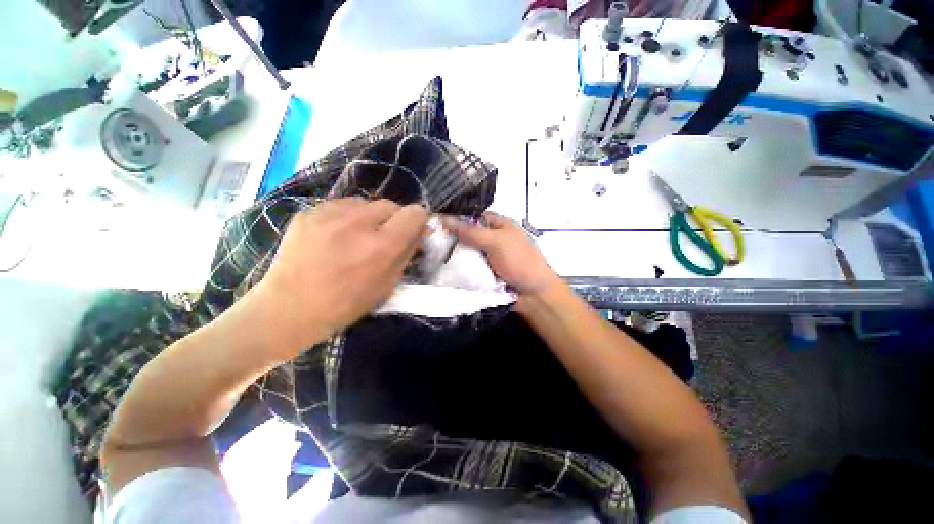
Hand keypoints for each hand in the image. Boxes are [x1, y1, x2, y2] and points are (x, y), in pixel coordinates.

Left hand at [256, 198, 427, 351]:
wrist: (288, 309)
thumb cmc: (345, 305)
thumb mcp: (386, 285)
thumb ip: (406, 254)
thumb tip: (420, 232)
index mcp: (380, 247)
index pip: (414, 213)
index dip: (418, 222)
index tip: (412, 232)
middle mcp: (357, 223)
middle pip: (391, 204)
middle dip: (394, 219)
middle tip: (384, 238)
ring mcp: (329, 214)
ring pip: (366, 202)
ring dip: (370, 217)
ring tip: (358, 236)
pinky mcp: (308, 212)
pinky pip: (341, 205)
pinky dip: (347, 217)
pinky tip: (336, 235)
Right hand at [442, 212, 561, 296]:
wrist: (532, 295)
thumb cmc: (518, 261)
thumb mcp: (495, 242)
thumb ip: (471, 232)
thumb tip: (444, 219)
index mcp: (502, 225)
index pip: (475, 216)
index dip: (459, 218)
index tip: (438, 223)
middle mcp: (495, 238)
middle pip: (470, 234)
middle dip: (454, 238)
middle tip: (433, 240)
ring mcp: (491, 256)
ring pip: (469, 251)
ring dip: (456, 254)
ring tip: (434, 253)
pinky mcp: (487, 272)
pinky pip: (471, 265)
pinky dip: (461, 266)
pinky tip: (446, 267)